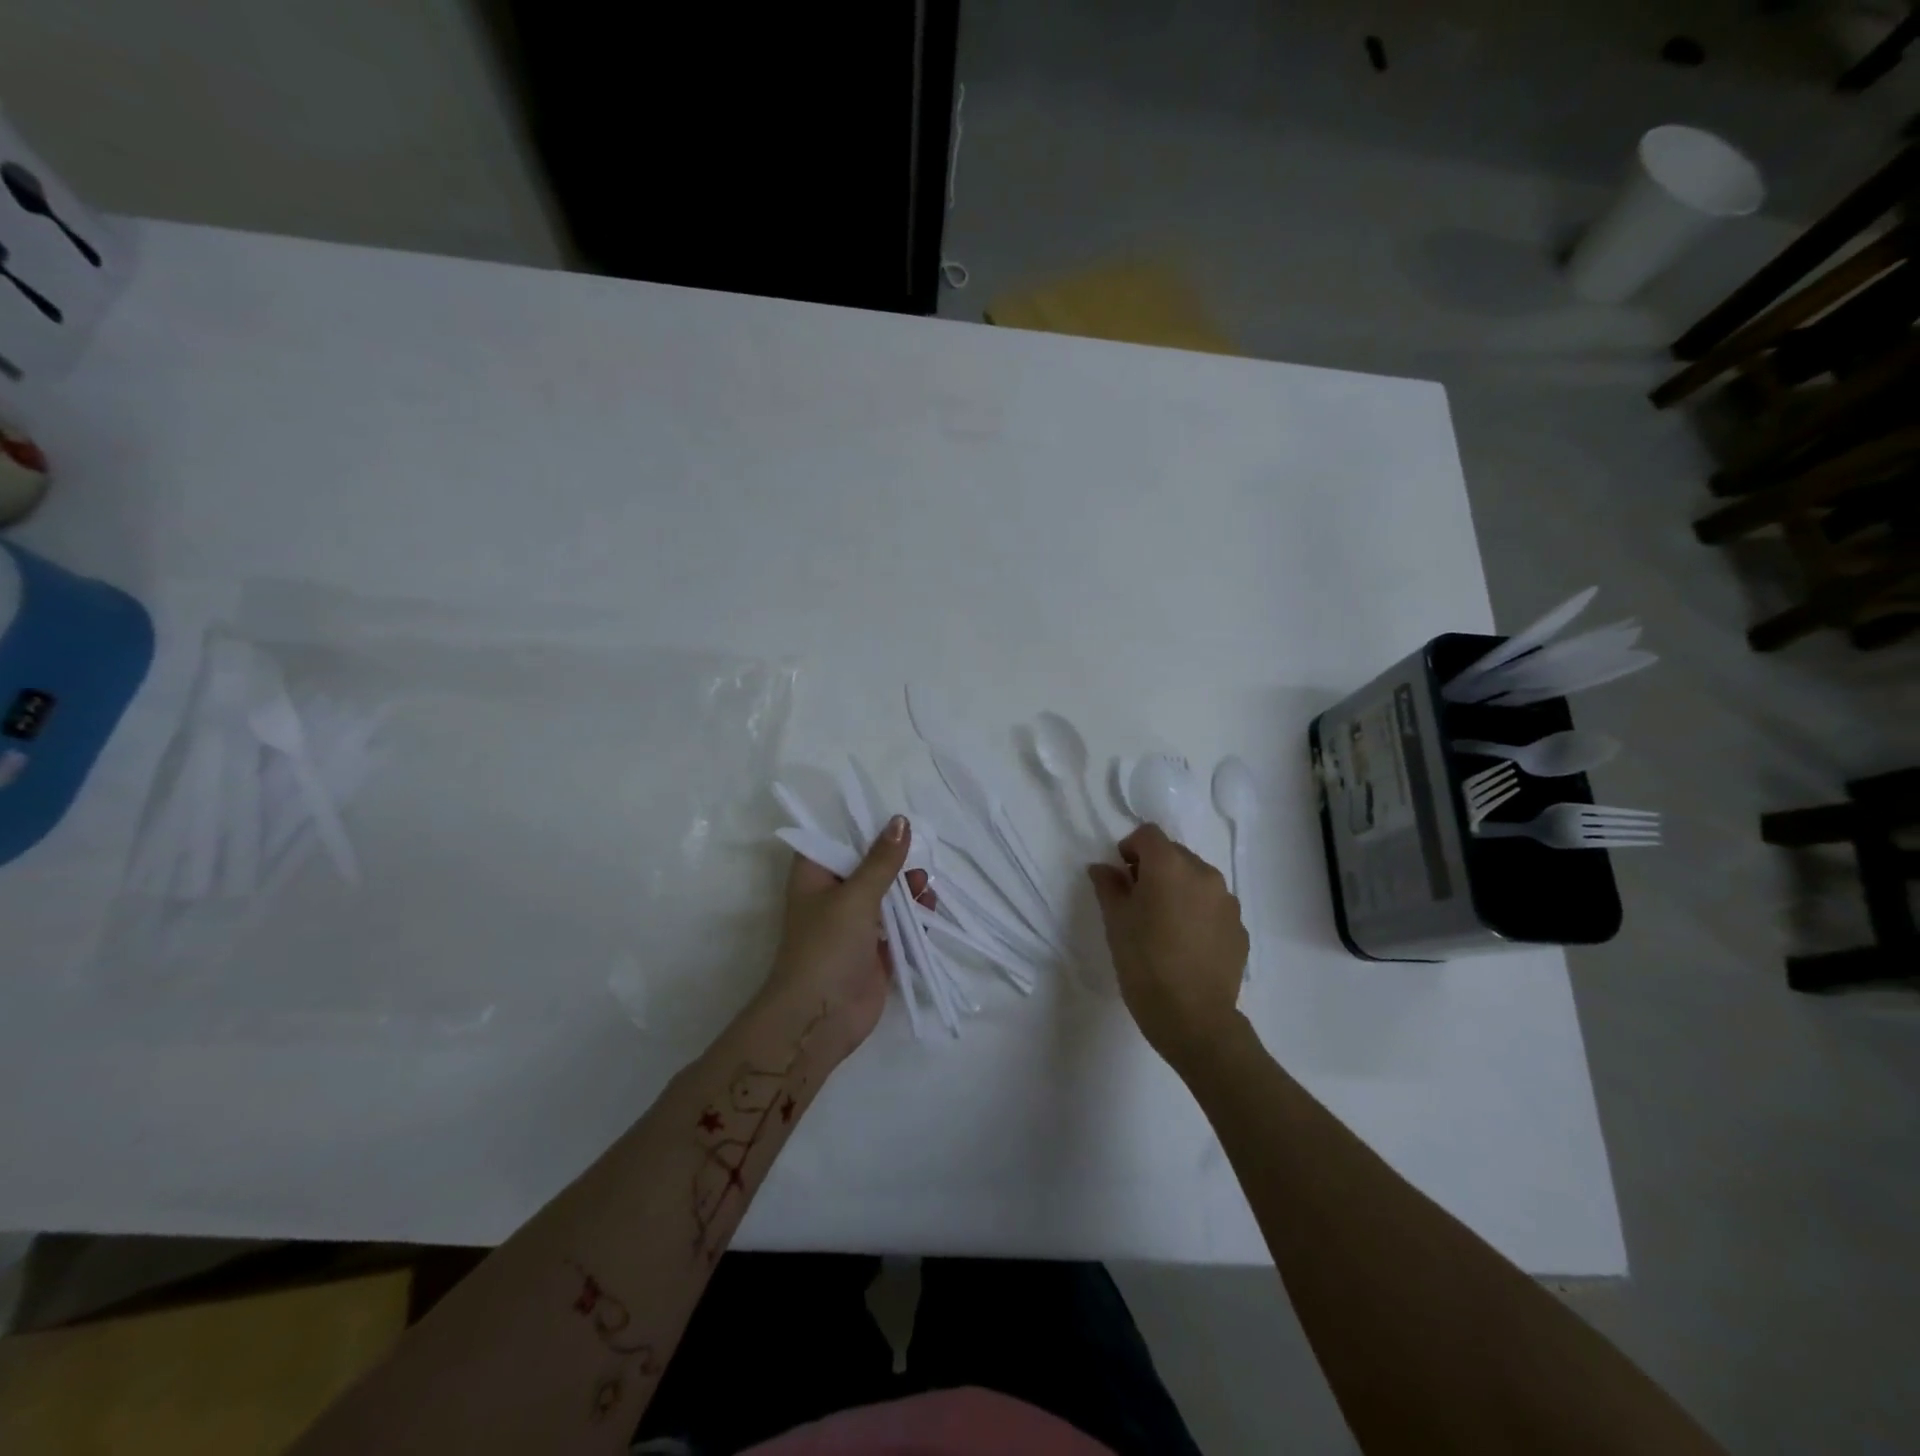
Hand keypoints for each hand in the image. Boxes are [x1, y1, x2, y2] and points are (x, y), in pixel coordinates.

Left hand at [761, 815, 927, 1060]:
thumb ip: (882, 860)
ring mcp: (854, 924)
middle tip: (917, 856)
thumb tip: (900, 821)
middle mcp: (833, 895)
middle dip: (894, 860)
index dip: (861, 826)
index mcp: (815, 875)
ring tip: (925, 885)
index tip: (893, 816)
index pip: (835, 837)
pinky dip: (914, 916)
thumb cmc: (827, 947)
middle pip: (867, 865)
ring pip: (886, 895)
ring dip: (907, 888)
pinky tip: (930, 909)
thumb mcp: (856, 896)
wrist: (820, 1018)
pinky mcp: (874, 949)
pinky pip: (898, 924)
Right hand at [1087, 824, 1247, 1071]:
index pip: (1148, 834)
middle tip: (1138, 901)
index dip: (1130, 848)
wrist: (1193, 1018)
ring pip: (1197, 880)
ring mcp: (1227, 901)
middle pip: (1174, 854)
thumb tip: (1103, 868)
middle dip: (1155, 868)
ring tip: (1164, 924)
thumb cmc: (1144, 964)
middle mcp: (1204, 874)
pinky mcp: (1240, 928)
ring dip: (1179, 889)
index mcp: (1170, 866)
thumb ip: (1109, 886)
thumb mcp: (1116, 922)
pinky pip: (1213, 906)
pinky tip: (1186, 944)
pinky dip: (1198, 912)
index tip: (1121, 875)